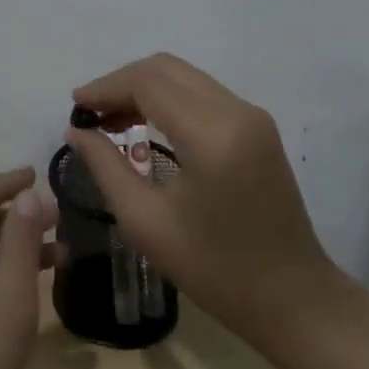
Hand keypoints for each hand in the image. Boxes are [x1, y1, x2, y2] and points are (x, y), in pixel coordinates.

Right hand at [65, 53, 340, 339]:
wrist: (293, 300)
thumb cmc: (215, 269)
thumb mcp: (146, 222)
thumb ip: (106, 167)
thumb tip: (76, 132)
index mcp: (212, 134)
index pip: (148, 83)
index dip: (106, 87)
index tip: (75, 108)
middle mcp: (237, 111)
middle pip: (166, 68)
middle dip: (121, 82)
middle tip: (90, 112)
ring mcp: (252, 116)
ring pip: (184, 76)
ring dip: (143, 88)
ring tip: (110, 119)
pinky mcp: (257, 127)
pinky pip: (201, 93)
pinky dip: (166, 98)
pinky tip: (144, 123)